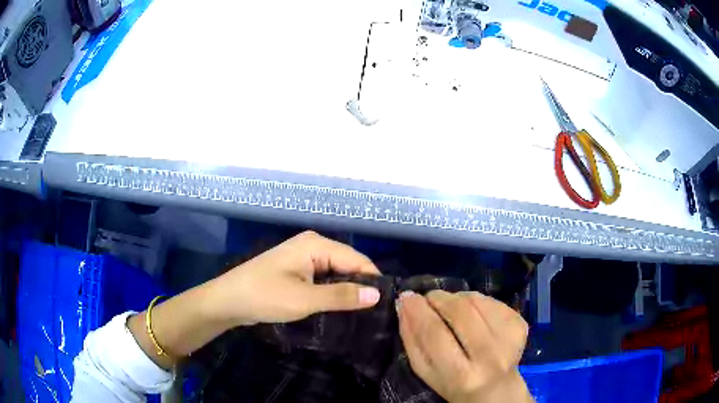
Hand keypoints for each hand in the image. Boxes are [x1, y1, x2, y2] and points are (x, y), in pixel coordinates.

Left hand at [205, 231, 381, 325]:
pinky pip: (324, 278)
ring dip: (347, 290)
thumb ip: (342, 296)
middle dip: (361, 285)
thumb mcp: (305, 299)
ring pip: (336, 272)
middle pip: (348, 264)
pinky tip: (342, 307)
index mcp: (316, 244)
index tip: (387, 304)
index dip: (373, 280)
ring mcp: (304, 257)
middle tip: (377, 312)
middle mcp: (312, 245)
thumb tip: (377, 294)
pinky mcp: (297, 270)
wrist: (228, 300)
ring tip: (364, 313)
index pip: (357, 259)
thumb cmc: (264, 296)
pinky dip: (333, 291)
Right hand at [397, 290, 532, 402]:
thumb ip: (412, 339)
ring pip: (477, 301)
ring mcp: (509, 339)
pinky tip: (473, 312)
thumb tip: (404, 303)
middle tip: (430, 298)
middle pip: (461, 312)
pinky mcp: (520, 325)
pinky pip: (492, 300)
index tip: (407, 296)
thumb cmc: (453, 384)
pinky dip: (477, 300)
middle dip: (440, 298)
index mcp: (461, 375)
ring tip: (451, 306)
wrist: (496, 390)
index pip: (435, 334)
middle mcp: (490, 357)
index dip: (419, 311)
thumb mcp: (425, 371)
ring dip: (458, 297)